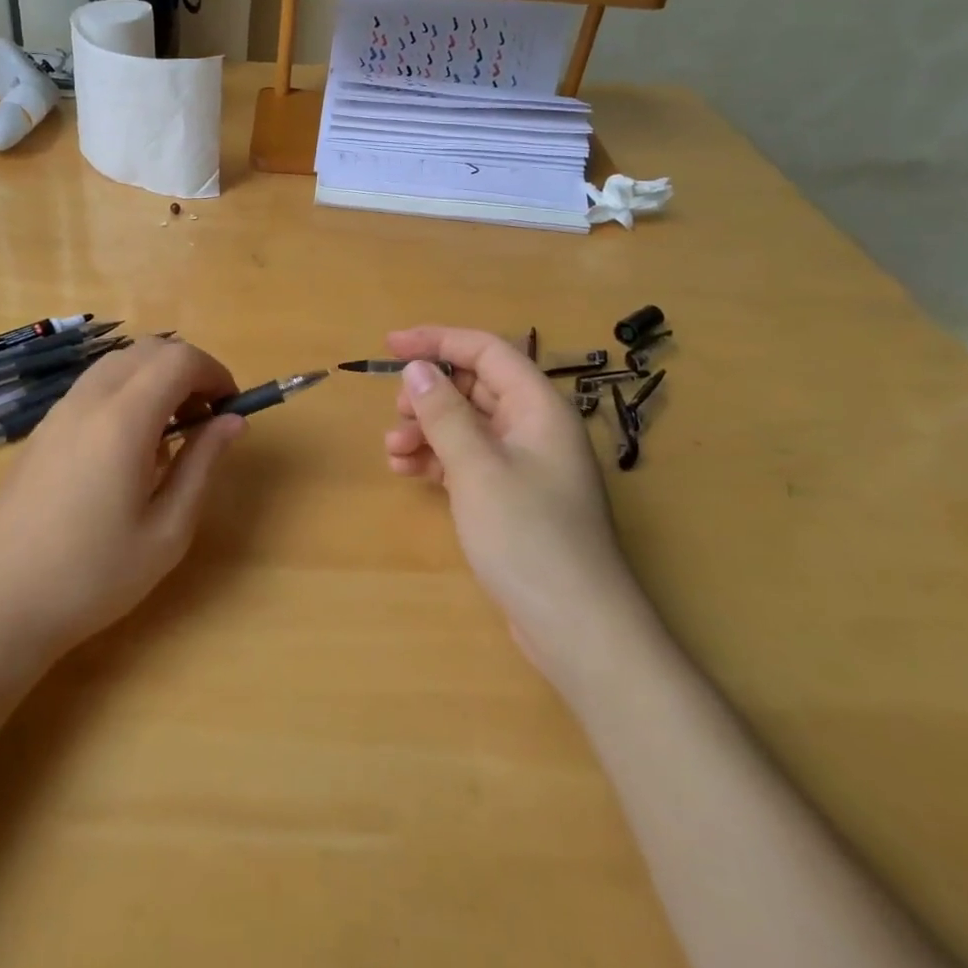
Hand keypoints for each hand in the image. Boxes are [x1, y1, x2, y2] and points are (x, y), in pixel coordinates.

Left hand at [0, 339, 244, 661]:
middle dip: (188, 371)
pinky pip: (94, 386)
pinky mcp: (42, 428)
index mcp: (123, 420)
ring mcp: (59, 411)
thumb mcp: (166, 531)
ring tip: (170, 436)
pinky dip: (127, 393)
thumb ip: (202, 464)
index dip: (215, 373)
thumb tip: (233, 421)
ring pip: (119, 363)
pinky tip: (127, 450)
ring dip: (156, 379)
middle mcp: (89, 400)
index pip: (179, 359)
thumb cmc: (91, 576)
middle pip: (149, 349)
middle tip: (204, 420)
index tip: (230, 410)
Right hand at [383, 327, 629, 651]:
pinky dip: (438, 459)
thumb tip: (417, 368)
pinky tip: (408, 472)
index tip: (390, 345)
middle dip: (430, 393)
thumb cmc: (529, 536)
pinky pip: (469, 459)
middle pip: (476, 387)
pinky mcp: (512, 497)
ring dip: (427, 429)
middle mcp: (534, 427)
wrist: (576, 626)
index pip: (486, 351)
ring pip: (467, 425)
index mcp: (538, 407)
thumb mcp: (477, 468)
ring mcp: (524, 464)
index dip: (437, 340)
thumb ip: (444, 413)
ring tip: (393, 451)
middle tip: (396, 412)